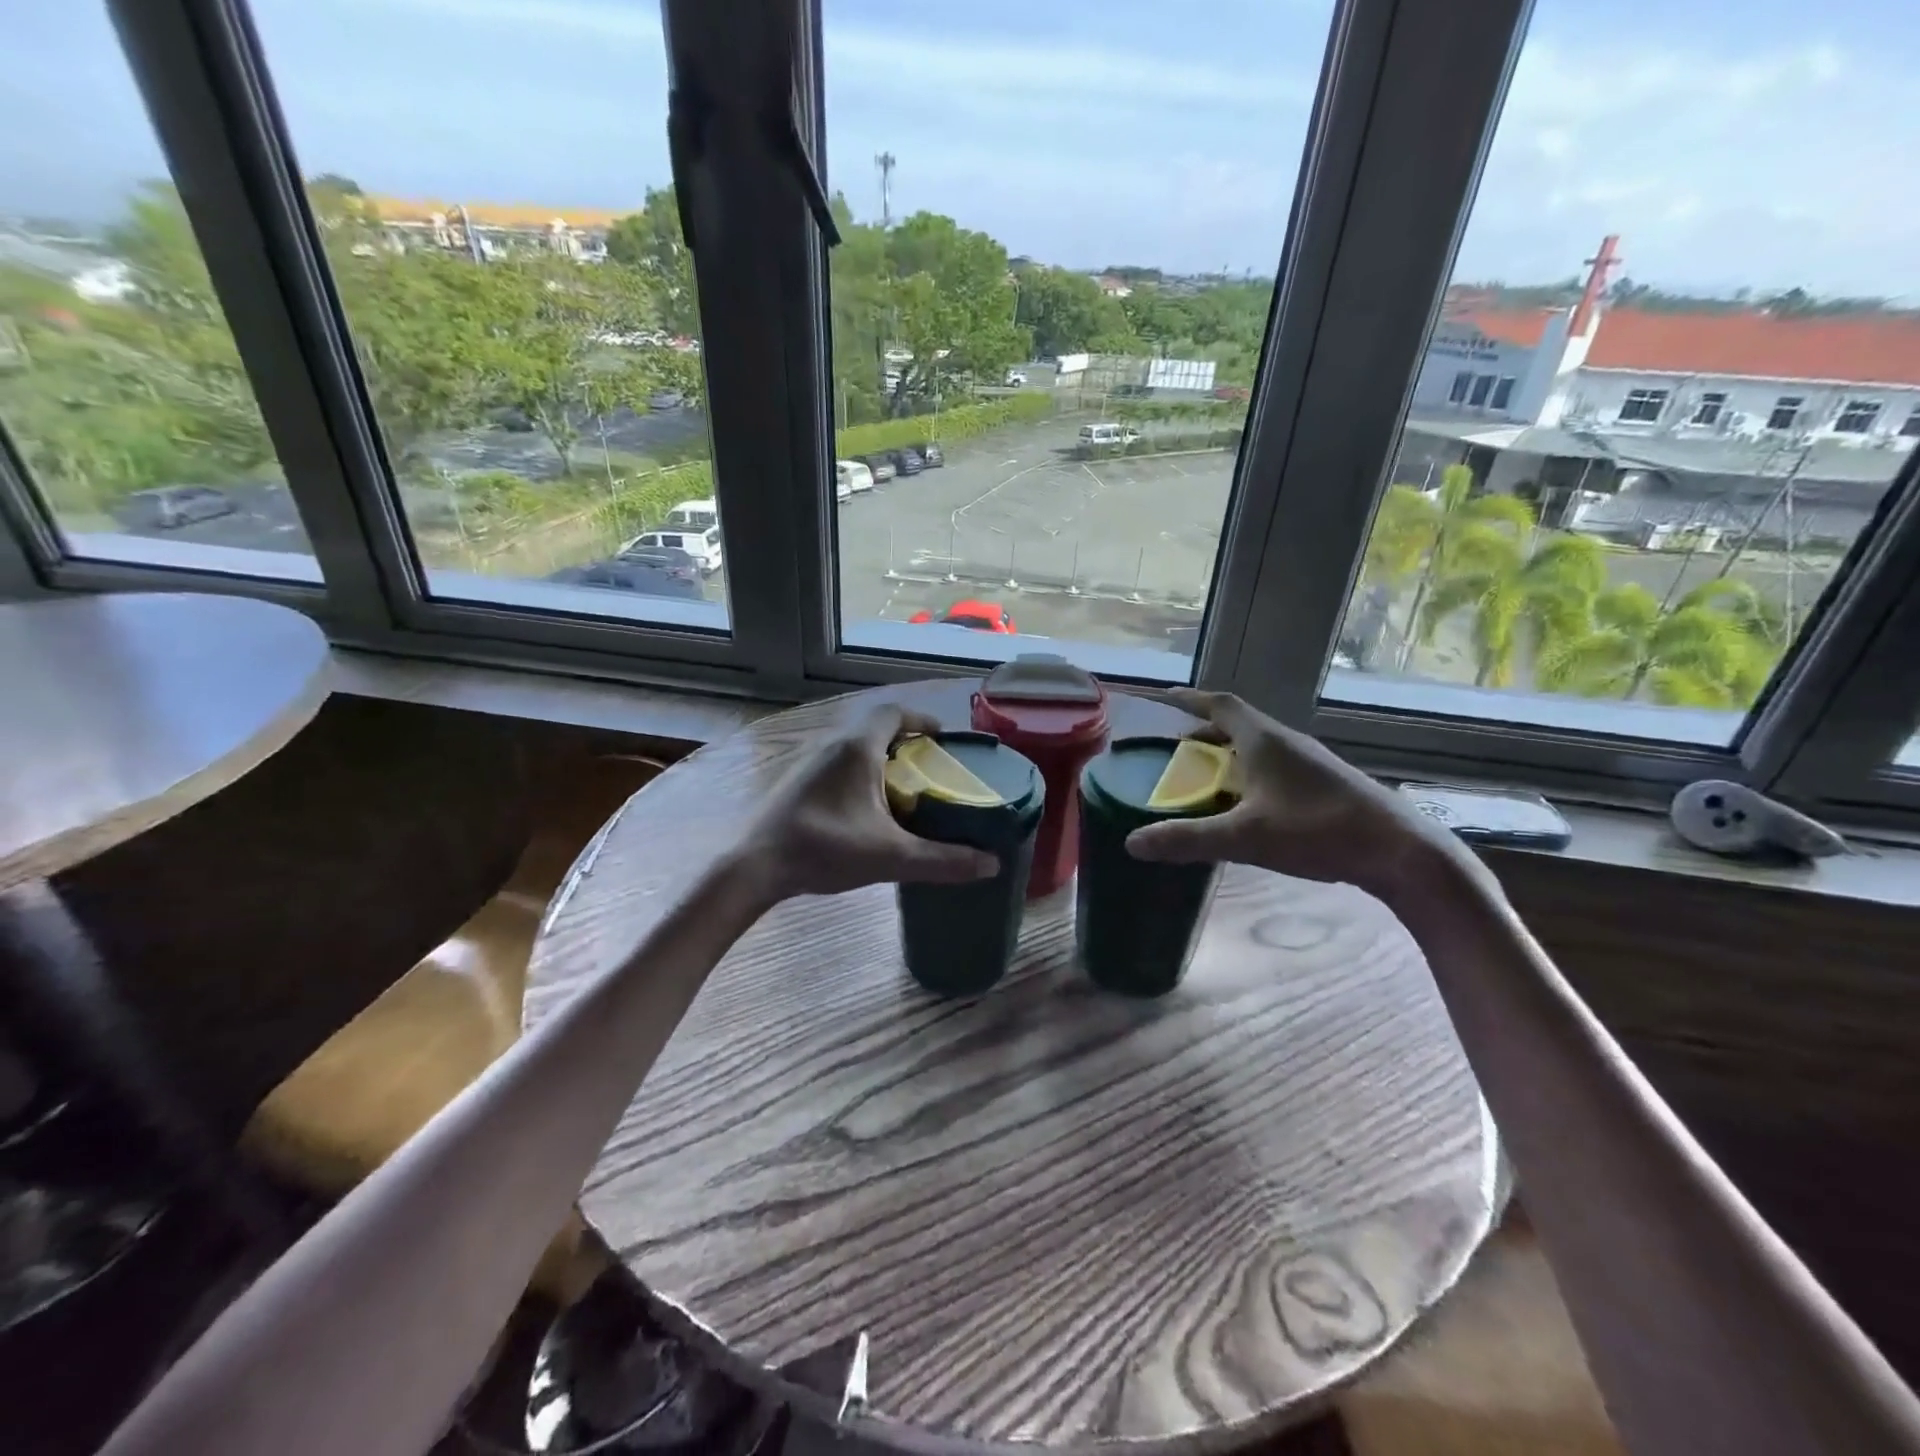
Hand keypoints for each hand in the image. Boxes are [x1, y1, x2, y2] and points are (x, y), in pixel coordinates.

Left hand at [736, 703, 998, 902]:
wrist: (754, 866)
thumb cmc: (824, 849)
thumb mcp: (891, 857)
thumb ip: (943, 861)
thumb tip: (992, 864)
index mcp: (857, 748)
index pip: (894, 712)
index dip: (921, 719)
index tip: (942, 739)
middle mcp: (832, 745)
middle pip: (876, 728)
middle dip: (906, 743)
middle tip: (930, 769)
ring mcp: (809, 762)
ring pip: (854, 748)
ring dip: (881, 759)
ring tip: (904, 790)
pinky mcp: (796, 782)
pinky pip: (837, 764)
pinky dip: (859, 774)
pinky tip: (865, 809)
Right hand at [1126, 689, 1478, 903]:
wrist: (1399, 851)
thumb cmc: (1318, 830)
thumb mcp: (1245, 837)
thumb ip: (1188, 838)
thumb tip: (1132, 843)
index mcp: (1264, 740)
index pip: (1220, 705)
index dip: (1189, 700)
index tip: (1162, 698)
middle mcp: (1285, 743)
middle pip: (1237, 725)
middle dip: (1203, 733)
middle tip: (1174, 750)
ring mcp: (1308, 763)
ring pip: (1257, 748)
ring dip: (1226, 755)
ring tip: (1203, 778)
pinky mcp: (1322, 785)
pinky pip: (1272, 767)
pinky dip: (1247, 775)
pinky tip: (1244, 805)